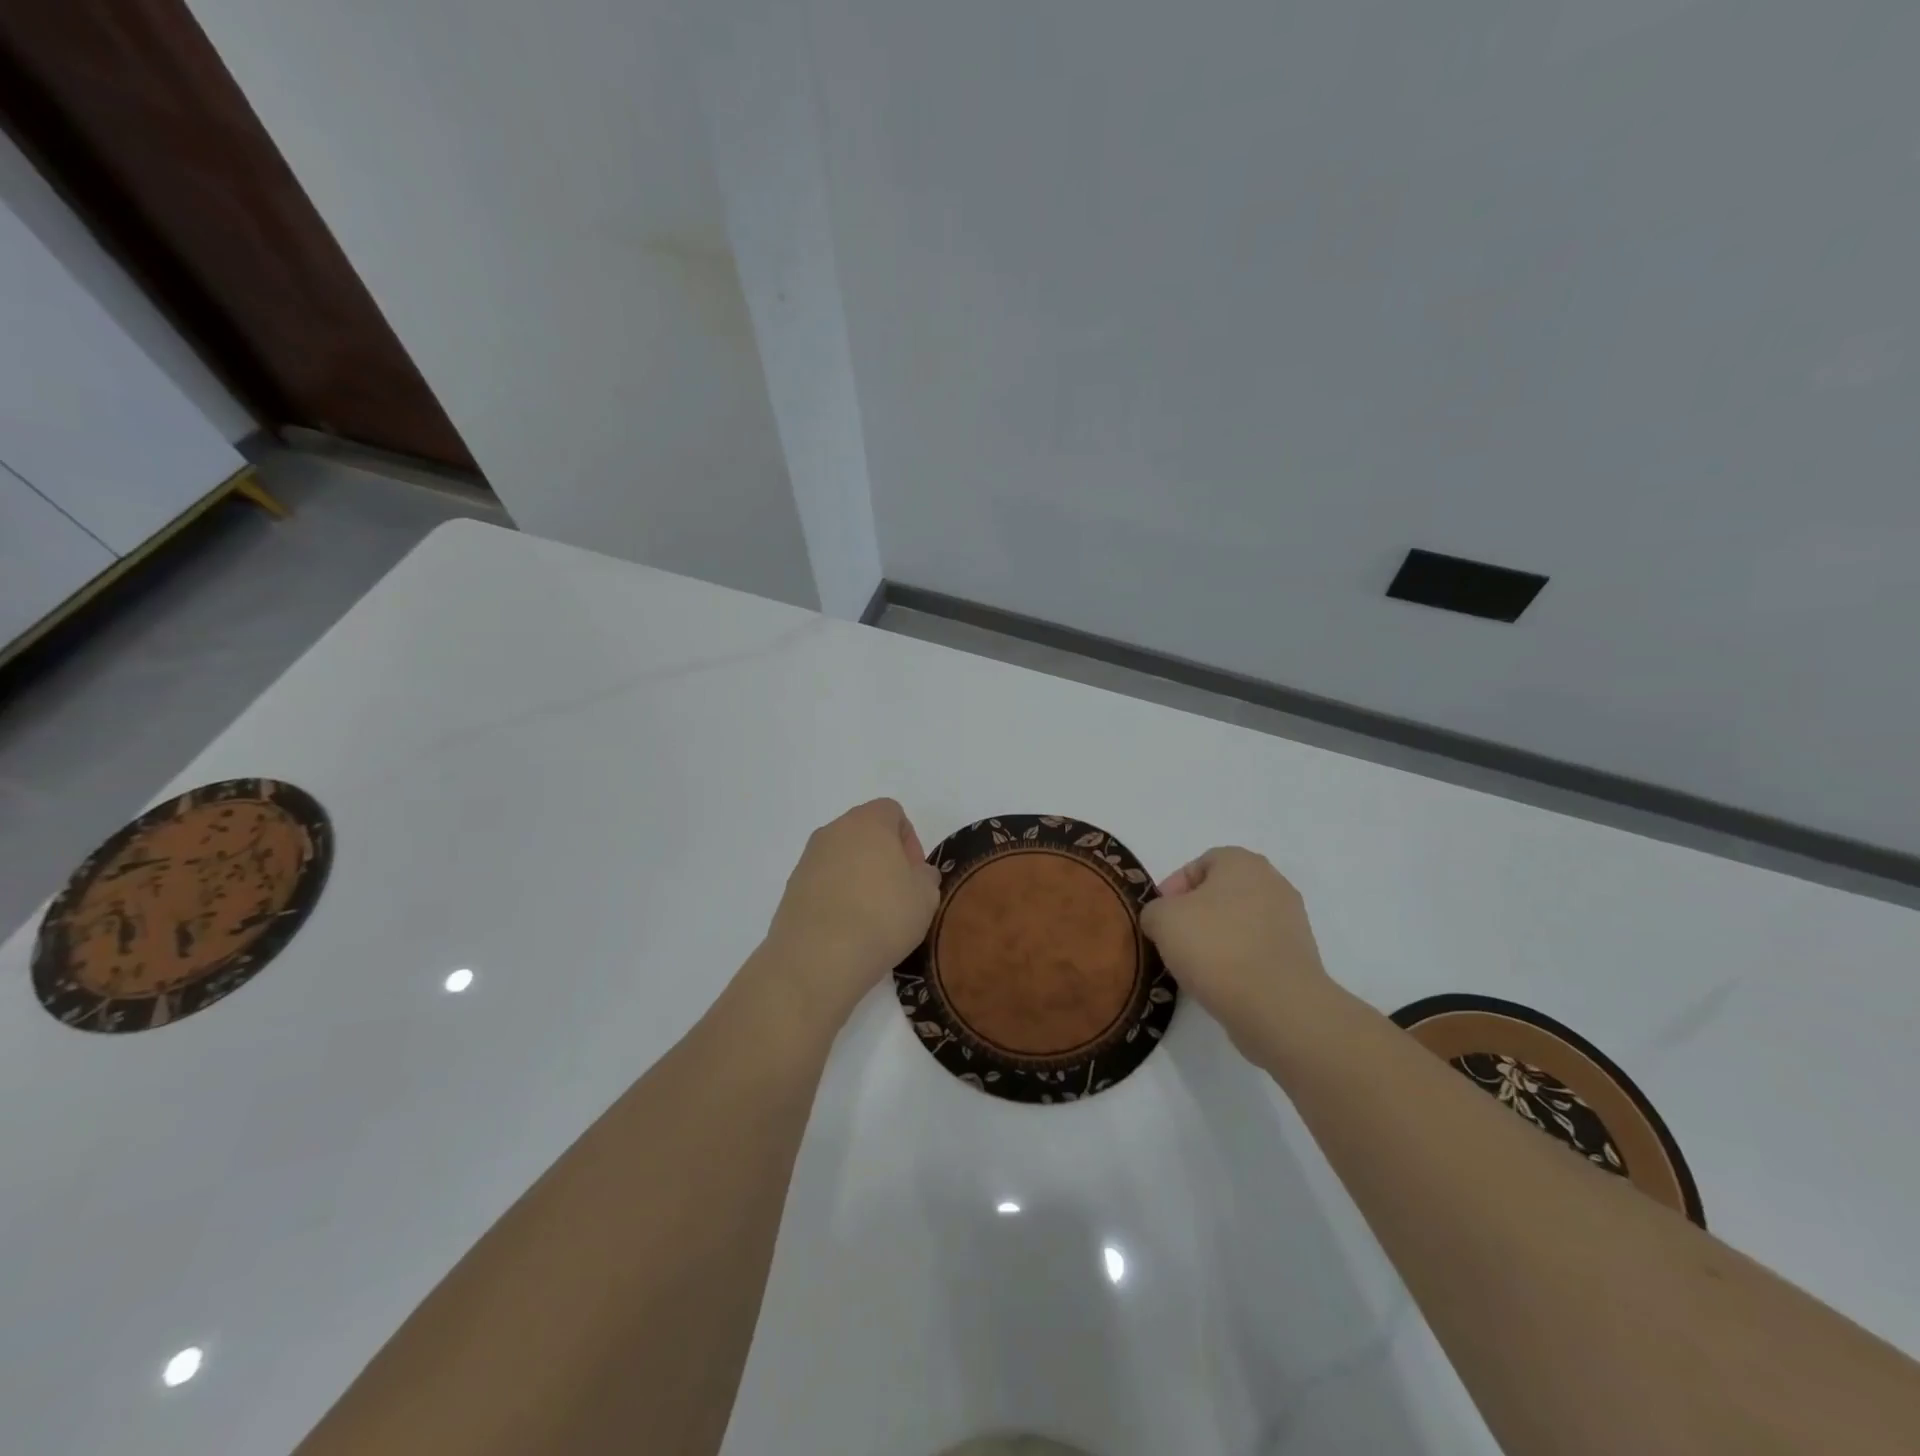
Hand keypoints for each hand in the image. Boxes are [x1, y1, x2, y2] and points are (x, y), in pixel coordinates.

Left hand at [759, 799, 941, 1023]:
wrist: (817, 958)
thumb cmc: (882, 917)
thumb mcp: (925, 898)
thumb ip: (927, 877)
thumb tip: (917, 874)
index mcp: (868, 822)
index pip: (892, 812)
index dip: (909, 839)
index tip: (914, 874)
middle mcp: (833, 831)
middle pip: (864, 833)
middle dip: (883, 857)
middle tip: (897, 894)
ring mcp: (808, 859)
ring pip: (842, 857)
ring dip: (859, 877)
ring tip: (871, 916)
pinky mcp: (791, 888)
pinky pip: (823, 882)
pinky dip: (837, 896)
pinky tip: (847, 928)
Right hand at [1139, 847, 1338, 1055]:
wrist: (1278, 1005)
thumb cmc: (1215, 947)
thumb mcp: (1162, 919)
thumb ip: (1154, 910)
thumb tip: (1162, 920)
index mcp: (1242, 862)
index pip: (1199, 865)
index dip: (1173, 889)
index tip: (1159, 918)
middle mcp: (1273, 883)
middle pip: (1221, 893)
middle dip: (1194, 915)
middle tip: (1173, 941)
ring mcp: (1291, 921)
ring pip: (1239, 923)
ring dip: (1216, 939)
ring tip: (1195, 967)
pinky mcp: (1299, 957)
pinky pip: (1256, 950)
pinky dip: (1238, 961)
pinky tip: (1221, 983)